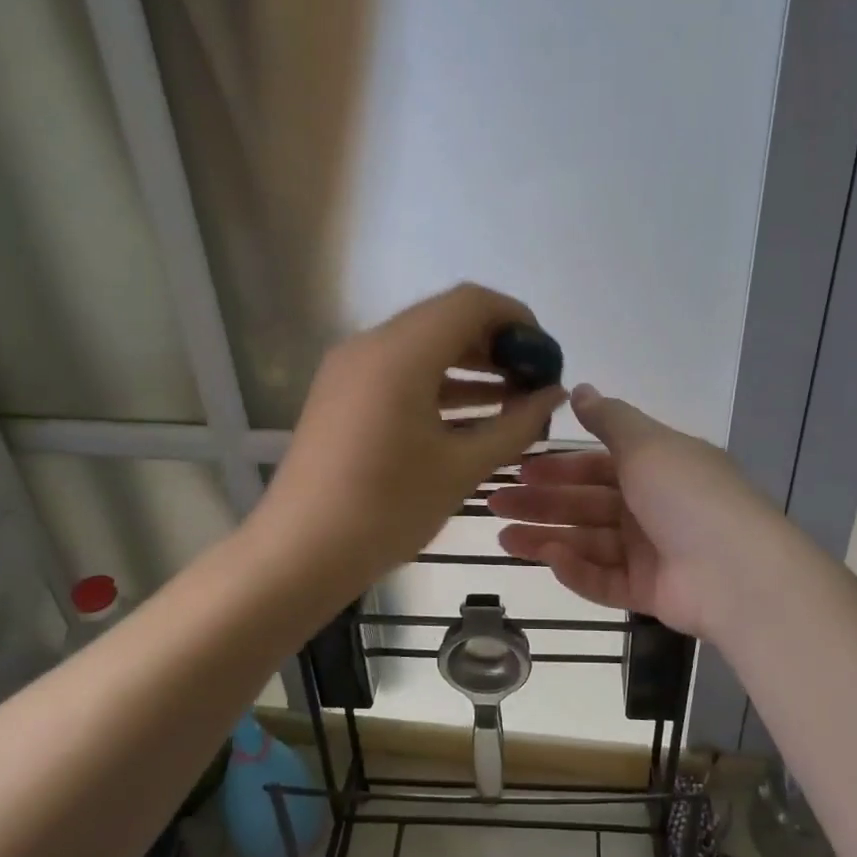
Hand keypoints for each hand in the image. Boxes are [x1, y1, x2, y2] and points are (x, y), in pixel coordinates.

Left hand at [252, 284, 566, 591]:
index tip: (545, 358)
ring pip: (423, 346)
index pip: (471, 303)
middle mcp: (371, 345)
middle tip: (533, 383)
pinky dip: (439, 383)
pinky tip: (472, 417)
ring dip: (470, 366)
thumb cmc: (387, 509)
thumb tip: (556, 395)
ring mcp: (351, 368)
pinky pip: (400, 371)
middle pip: (446, 320)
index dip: (517, 320)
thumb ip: (517, 425)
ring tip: (513, 401)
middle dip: (496, 345)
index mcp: (400, 353)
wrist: (300, 553)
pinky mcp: (342, 393)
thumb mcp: (462, 467)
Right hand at [487, 384, 784, 640]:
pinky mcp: (647, 591)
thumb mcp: (647, 444)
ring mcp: (650, 552)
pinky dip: (576, 569)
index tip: (519, 468)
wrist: (737, 572)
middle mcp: (651, 508)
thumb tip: (580, 389)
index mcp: (656, 468)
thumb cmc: (687, 495)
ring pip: (587, 542)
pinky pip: (603, 579)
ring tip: (503, 537)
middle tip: (495, 503)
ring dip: (546, 537)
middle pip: (586, 504)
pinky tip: (548, 559)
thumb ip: (609, 418)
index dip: (559, 466)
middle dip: (541, 503)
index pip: (598, 465)